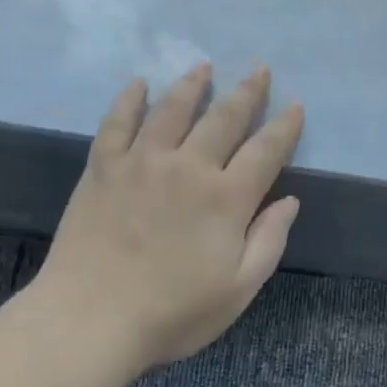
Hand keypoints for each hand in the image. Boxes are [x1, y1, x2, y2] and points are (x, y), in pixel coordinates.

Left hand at [30, 64, 303, 376]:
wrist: (91, 320)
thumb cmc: (173, 313)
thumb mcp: (238, 289)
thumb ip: (268, 241)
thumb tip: (289, 201)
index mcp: (226, 199)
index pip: (266, 151)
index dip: (284, 127)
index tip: (295, 104)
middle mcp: (188, 168)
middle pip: (224, 119)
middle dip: (246, 92)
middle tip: (258, 69)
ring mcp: (141, 162)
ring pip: (173, 110)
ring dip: (192, 85)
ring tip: (203, 66)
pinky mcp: (103, 168)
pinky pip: (117, 122)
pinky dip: (129, 100)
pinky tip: (138, 85)